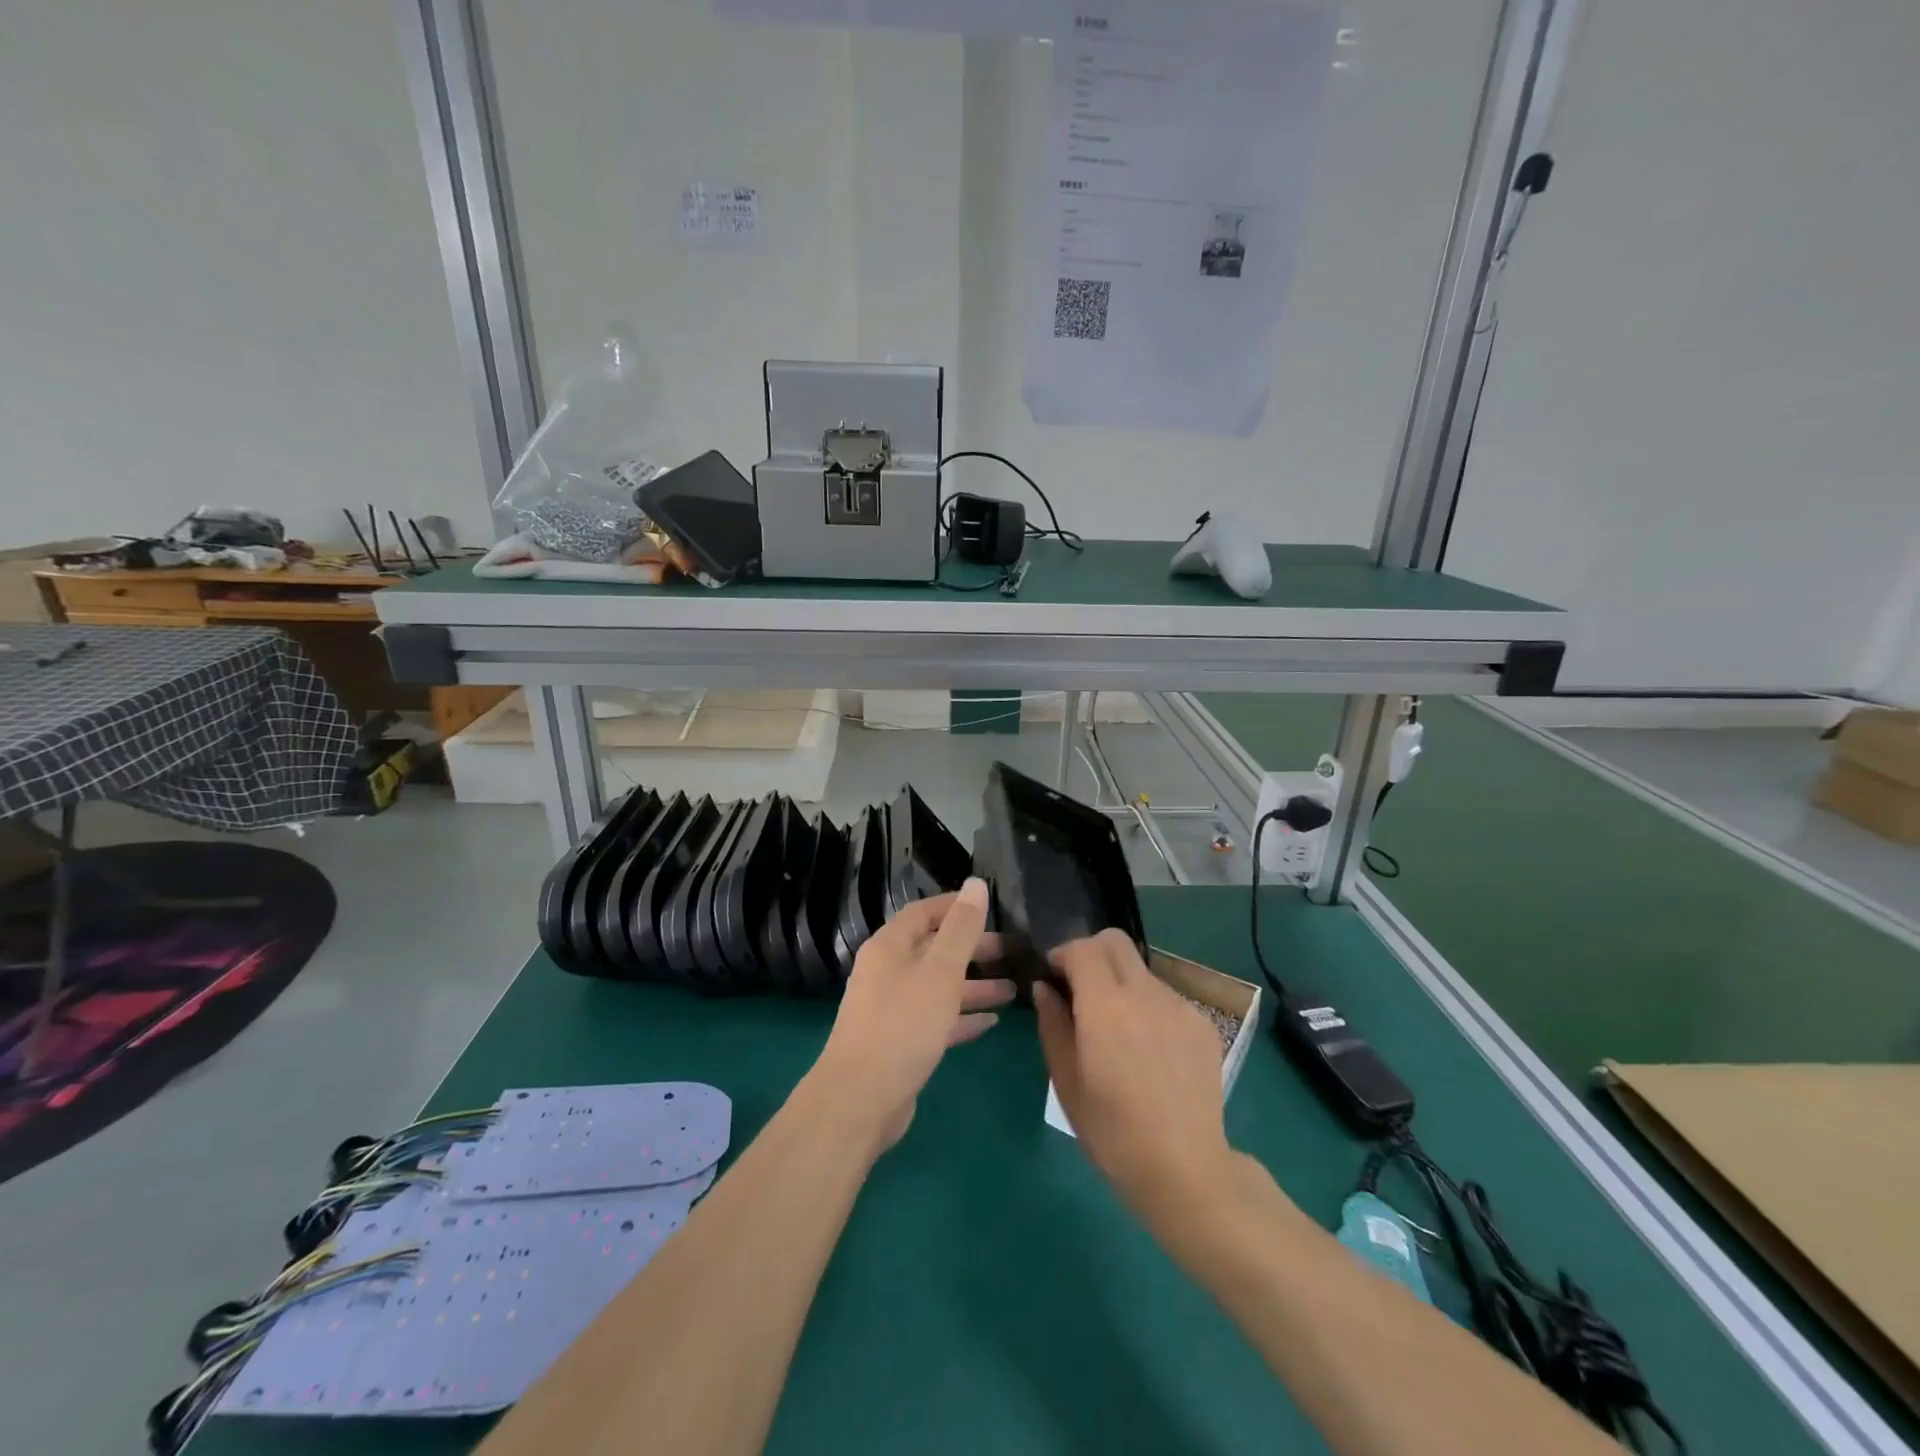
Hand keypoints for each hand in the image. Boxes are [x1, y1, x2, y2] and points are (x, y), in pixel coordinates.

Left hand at [813, 878, 1014, 1151]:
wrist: (860, 1099)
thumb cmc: (903, 1024)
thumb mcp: (940, 971)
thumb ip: (961, 929)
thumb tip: (976, 884)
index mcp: (890, 946)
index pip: (925, 912)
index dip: (956, 906)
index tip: (991, 906)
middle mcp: (888, 972)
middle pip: (934, 949)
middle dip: (972, 948)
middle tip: (1012, 951)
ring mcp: (892, 1008)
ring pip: (939, 986)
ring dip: (974, 985)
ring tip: (1013, 989)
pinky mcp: (900, 1042)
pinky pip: (937, 1019)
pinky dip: (962, 1016)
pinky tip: (992, 1021)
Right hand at [1034, 930, 1236, 1232]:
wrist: (1186, 1171)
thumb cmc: (1113, 1133)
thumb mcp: (1066, 1082)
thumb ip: (1053, 1025)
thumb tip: (1045, 989)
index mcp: (1106, 1007)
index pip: (1082, 948)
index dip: (1062, 955)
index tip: (1053, 979)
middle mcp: (1145, 994)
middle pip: (1115, 941)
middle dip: (1091, 953)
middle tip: (1080, 989)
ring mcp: (1179, 1006)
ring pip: (1140, 970)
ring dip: (1121, 984)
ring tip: (1118, 1032)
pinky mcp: (1202, 1024)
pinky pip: (1165, 998)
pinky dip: (1148, 1008)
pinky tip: (1148, 1051)